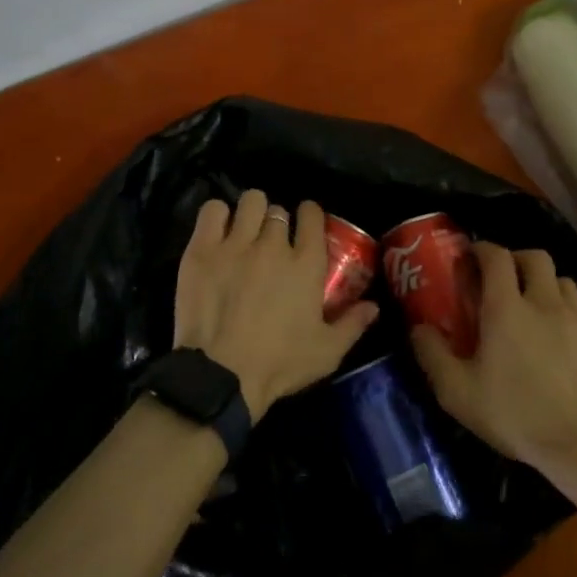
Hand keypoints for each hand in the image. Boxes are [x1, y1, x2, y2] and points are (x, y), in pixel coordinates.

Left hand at [174, 190, 379, 419]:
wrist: (221, 375)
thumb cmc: (278, 364)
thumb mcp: (327, 352)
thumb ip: (353, 324)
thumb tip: (374, 306)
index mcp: (306, 264)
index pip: (311, 215)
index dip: (309, 214)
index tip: (305, 223)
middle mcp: (273, 245)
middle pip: (278, 211)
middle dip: (278, 222)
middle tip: (271, 242)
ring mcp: (236, 244)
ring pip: (249, 202)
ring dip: (251, 212)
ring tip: (246, 229)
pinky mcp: (203, 249)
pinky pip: (212, 210)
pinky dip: (218, 215)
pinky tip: (219, 231)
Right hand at [410, 242, 576, 475]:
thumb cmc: (516, 415)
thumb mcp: (458, 393)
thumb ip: (433, 355)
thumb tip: (419, 328)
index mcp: (507, 309)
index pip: (497, 257)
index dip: (482, 249)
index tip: (471, 256)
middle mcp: (545, 304)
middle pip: (536, 257)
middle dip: (516, 259)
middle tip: (502, 279)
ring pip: (563, 281)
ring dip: (544, 284)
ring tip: (532, 308)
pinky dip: (566, 316)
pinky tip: (558, 344)